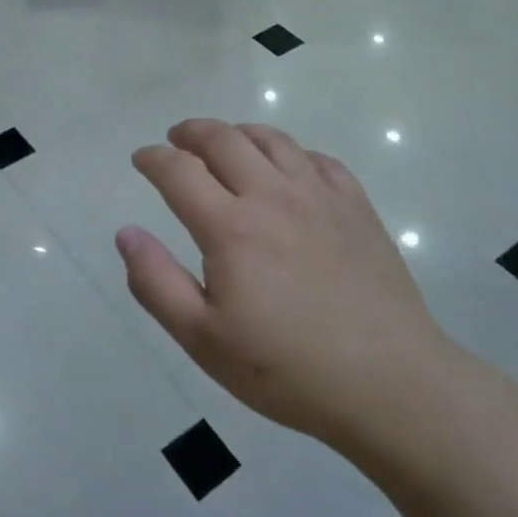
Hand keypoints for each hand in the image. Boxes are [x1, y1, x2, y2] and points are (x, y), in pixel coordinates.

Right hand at [116, 119, 458, 451]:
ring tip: (226, 144)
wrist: (391, 384)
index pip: (179, 171)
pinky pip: (318, 159)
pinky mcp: (358, 208)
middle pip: (224, 139)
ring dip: (238, 133)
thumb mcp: (203, 339)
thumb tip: (126, 233)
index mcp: (230, 227)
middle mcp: (273, 196)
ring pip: (272, 139)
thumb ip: (156, 283)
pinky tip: (287, 170)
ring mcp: (321, 197)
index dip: (153, 158)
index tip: (141, 159)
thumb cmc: (287, 369)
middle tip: (176, 140)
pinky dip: (290, 152)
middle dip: (191, 132)